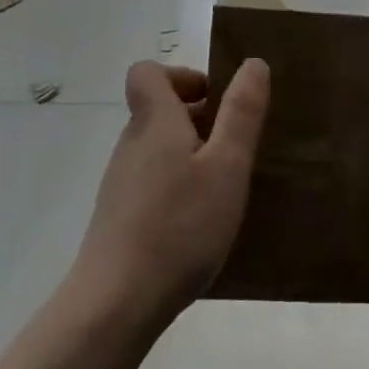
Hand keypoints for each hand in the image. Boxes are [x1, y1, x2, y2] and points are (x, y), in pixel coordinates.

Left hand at [71, 60, 268, 333]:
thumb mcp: (227, 166)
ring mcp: (120, 182)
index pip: (147, 72)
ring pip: (157, 148)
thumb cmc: (179, 226)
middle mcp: (131, 144)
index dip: (181, 76)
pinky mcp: (118, 217)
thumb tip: (253, 63)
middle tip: (233, 149)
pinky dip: (176, 186)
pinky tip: (198, 224)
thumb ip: (241, 113)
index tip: (214, 101)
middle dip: (198, 118)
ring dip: (190, 154)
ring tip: (222, 189)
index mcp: (155, 121)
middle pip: (157, 110)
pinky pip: (151, 181)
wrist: (115, 305)